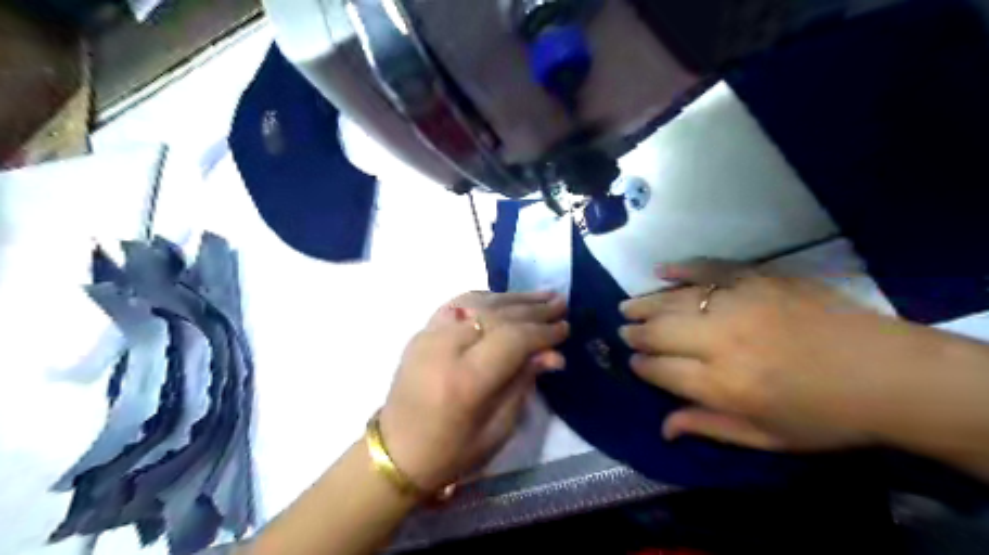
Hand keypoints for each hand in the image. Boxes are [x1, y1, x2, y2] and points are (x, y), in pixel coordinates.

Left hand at [379, 293, 567, 491]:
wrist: (396, 451)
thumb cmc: (451, 451)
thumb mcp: (497, 429)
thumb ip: (523, 384)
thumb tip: (552, 354)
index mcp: (466, 379)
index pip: (513, 339)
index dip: (543, 332)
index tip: (565, 328)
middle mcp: (446, 347)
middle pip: (498, 316)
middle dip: (534, 309)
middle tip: (560, 302)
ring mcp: (429, 334)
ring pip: (478, 303)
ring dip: (513, 298)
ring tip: (542, 295)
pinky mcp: (422, 331)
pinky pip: (458, 304)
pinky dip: (486, 298)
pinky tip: (505, 298)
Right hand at [620, 261, 922, 449]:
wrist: (887, 373)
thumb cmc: (825, 416)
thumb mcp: (767, 438)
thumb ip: (710, 428)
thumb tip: (663, 427)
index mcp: (724, 385)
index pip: (661, 371)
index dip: (642, 366)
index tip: (632, 362)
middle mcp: (722, 341)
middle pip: (660, 332)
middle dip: (636, 333)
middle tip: (623, 330)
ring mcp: (739, 304)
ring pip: (675, 300)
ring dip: (646, 303)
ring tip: (627, 306)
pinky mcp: (758, 279)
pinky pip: (709, 269)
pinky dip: (682, 268)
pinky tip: (660, 271)